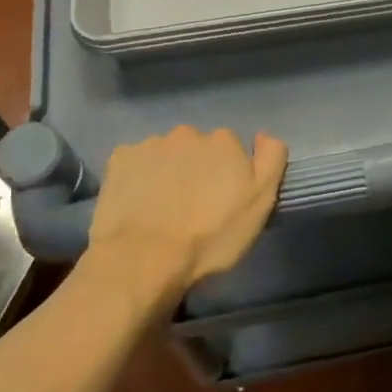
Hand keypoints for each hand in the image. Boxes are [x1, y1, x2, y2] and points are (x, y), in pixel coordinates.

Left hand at [84, 126, 286, 309]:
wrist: (145, 257)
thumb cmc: (210, 237)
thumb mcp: (259, 204)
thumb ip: (271, 161)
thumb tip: (264, 136)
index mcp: (223, 142)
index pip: (232, 149)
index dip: (229, 174)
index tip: (222, 200)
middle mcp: (188, 134)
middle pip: (198, 148)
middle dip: (197, 168)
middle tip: (193, 206)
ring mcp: (151, 144)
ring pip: (166, 153)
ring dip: (168, 171)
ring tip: (163, 207)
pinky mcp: (120, 159)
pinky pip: (136, 162)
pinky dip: (139, 176)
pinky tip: (138, 202)